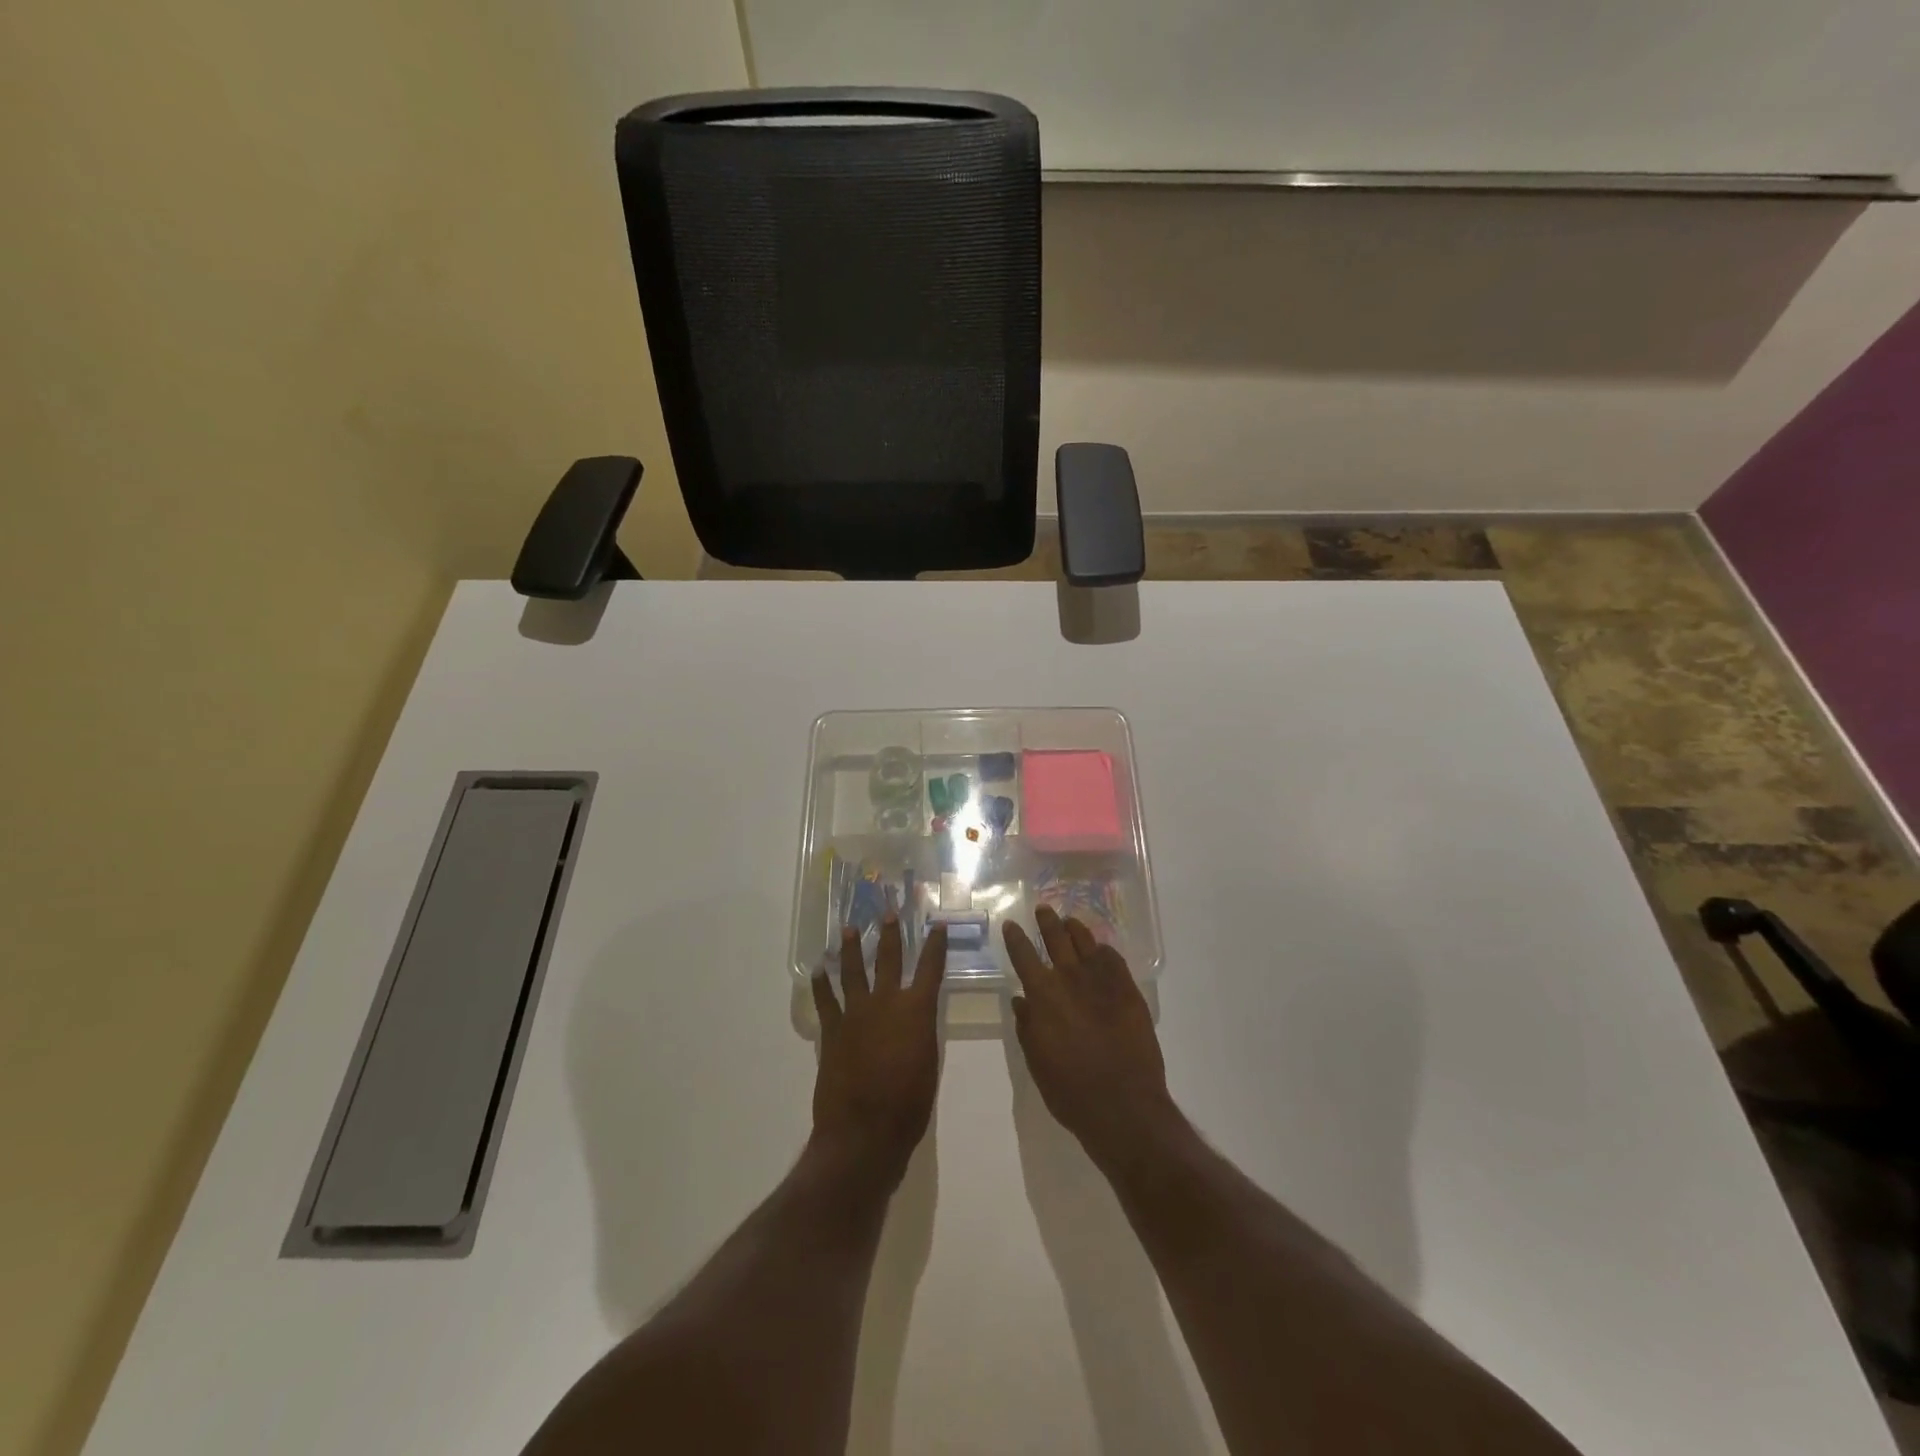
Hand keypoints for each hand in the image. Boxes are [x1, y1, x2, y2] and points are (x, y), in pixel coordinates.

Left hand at [811, 917, 947, 1190]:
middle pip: (889, 959)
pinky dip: (821, 984)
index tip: (938, 925)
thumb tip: (917, 1019)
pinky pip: (825, 999)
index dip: (936, 945)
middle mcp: (887, 1002)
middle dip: (891, 934)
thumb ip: (922, 1034)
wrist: (865, 1131)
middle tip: (888, 912)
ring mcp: (856, 1013)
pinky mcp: (832, 1030)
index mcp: (917, 1010)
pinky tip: (819, 969)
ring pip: (853, 971)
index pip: (931, 968)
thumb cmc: (909, 1105)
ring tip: (849, 929)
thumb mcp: (929, 1064)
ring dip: (851, 948)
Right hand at [1004, 906, 1176, 1172]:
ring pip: (1086, 942)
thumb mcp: (1036, 1061)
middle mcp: (1070, 978)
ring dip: (1075, 929)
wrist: (1123, 1104)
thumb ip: (1027, 1026)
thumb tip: (1021, 1000)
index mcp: (1042, 995)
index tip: (1010, 924)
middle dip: (1047, 921)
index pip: (1023, 955)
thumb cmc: (1070, 1090)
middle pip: (1056, 938)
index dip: (1015, 938)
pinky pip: (1113, 959)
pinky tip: (1101, 951)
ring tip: (1070, 921)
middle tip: (1043, 909)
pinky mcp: (1128, 990)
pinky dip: (1103, 951)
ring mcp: (1102, 981)